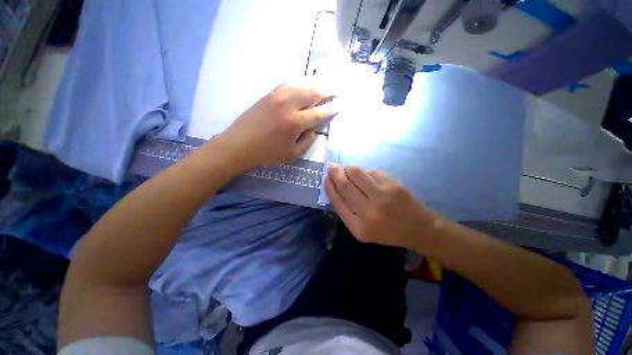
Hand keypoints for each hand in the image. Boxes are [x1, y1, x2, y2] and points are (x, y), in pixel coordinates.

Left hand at [217, 84, 335, 171]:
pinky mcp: (268, 95)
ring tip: (323, 86)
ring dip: (314, 85)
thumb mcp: (292, 154)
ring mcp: (277, 97)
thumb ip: (307, 142)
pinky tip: (303, 85)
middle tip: (336, 90)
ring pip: (300, 84)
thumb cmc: (267, 154)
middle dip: (327, 91)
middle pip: (312, 93)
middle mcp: (288, 105)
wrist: (238, 145)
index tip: (338, 105)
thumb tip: (313, 130)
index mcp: (295, 122)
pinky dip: (298, 83)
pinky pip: (287, 84)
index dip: (330, 109)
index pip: (318, 113)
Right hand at [325, 163, 441, 249]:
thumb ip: (348, 211)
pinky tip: (367, 176)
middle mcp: (369, 212)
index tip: (326, 178)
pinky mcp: (393, 185)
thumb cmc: (388, 231)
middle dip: (335, 173)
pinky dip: (365, 172)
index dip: (330, 187)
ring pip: (356, 174)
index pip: (337, 202)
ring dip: (349, 168)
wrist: (420, 229)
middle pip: (345, 186)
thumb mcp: (363, 229)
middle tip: (332, 167)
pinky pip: (371, 172)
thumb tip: (336, 187)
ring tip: (347, 169)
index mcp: (359, 227)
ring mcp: (382, 197)